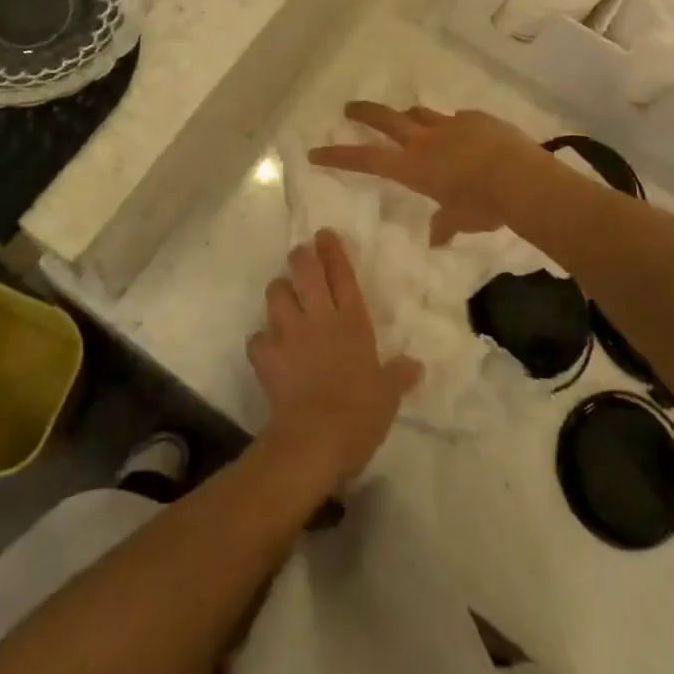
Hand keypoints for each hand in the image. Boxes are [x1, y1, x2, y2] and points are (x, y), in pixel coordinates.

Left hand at [248, 230, 421, 493]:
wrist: (317, 439)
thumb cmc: (360, 415)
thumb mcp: (387, 396)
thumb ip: (398, 376)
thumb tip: (416, 365)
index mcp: (352, 323)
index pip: (342, 276)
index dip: (333, 252)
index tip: (324, 234)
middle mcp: (319, 319)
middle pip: (305, 271)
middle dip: (300, 256)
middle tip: (300, 254)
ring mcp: (289, 333)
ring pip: (276, 293)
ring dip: (278, 292)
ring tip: (282, 298)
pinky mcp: (266, 354)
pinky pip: (257, 337)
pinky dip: (261, 341)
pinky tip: (266, 349)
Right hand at [309, 102, 547, 245]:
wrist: (520, 177)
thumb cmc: (485, 205)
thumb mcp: (462, 220)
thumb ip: (445, 225)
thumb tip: (436, 238)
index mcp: (414, 168)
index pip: (366, 160)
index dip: (339, 156)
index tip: (316, 151)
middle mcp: (425, 141)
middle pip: (385, 120)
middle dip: (364, 113)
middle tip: (348, 108)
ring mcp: (450, 125)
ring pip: (419, 113)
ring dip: (408, 116)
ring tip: (407, 118)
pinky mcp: (475, 118)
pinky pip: (457, 119)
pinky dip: (453, 126)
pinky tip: (464, 135)